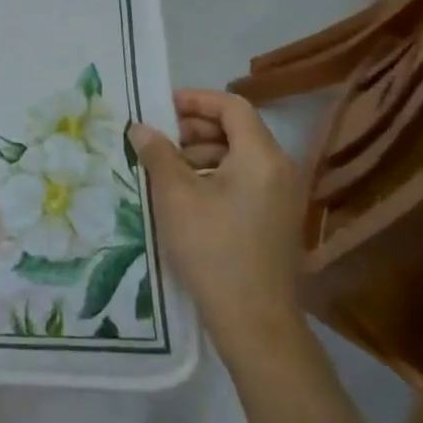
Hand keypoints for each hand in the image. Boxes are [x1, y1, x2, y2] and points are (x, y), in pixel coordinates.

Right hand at [129, 90, 306, 364]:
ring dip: (201, 153)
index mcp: (261, 156)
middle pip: (237, 129)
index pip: (231, 106)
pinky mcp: (275, 220)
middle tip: (158, 138)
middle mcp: (279, 169)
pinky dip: (214, 176)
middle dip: (195, 128)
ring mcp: (281, 197)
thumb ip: (157, 154)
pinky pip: (244, 180)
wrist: (255, 322)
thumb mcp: (175, 196)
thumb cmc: (213, 249)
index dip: (195, 100)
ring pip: (239, 156)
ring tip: (165, 169)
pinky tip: (185, 196)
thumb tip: (141, 128)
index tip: (161, 107)